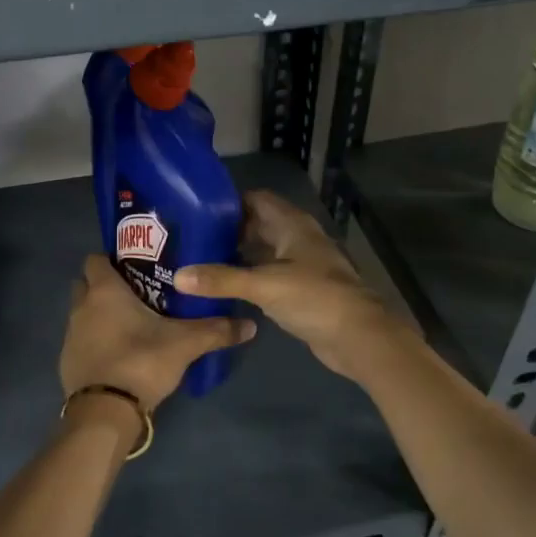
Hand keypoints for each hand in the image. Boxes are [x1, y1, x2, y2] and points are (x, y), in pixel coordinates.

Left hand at [60, 255, 255, 411]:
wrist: (105, 412)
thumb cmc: (141, 361)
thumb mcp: (185, 344)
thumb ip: (217, 331)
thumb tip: (251, 325)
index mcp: (104, 291)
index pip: (95, 259)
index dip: (111, 258)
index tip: (135, 265)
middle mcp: (81, 307)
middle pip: (86, 284)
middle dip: (105, 285)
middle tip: (137, 292)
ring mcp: (71, 335)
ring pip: (83, 313)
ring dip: (100, 314)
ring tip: (131, 323)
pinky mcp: (67, 361)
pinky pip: (82, 340)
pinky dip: (96, 341)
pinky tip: (120, 352)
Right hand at [175, 191, 403, 380]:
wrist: (357, 336)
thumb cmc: (314, 298)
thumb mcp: (263, 285)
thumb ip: (221, 279)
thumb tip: (178, 276)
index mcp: (293, 225)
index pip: (257, 200)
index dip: (229, 202)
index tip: (197, 209)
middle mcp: (297, 239)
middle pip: (259, 225)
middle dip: (229, 229)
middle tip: (192, 236)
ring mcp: (301, 265)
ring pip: (264, 251)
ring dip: (238, 254)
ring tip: (200, 259)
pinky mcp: (301, 290)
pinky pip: (268, 275)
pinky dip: (249, 276)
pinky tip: (224, 286)